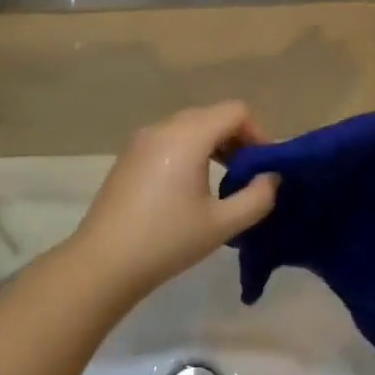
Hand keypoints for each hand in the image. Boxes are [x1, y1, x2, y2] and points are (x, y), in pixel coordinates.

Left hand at [70, 102, 279, 300]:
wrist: (104, 262)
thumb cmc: (167, 241)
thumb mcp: (223, 224)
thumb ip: (258, 197)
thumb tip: (271, 178)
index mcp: (187, 136)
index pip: (235, 111)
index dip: (259, 133)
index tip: (265, 167)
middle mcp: (163, 128)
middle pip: (212, 115)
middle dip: (238, 139)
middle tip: (249, 176)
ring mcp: (141, 140)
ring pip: (190, 126)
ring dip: (214, 144)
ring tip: (224, 182)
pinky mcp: (129, 156)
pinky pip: (170, 139)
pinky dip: (190, 150)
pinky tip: (191, 187)